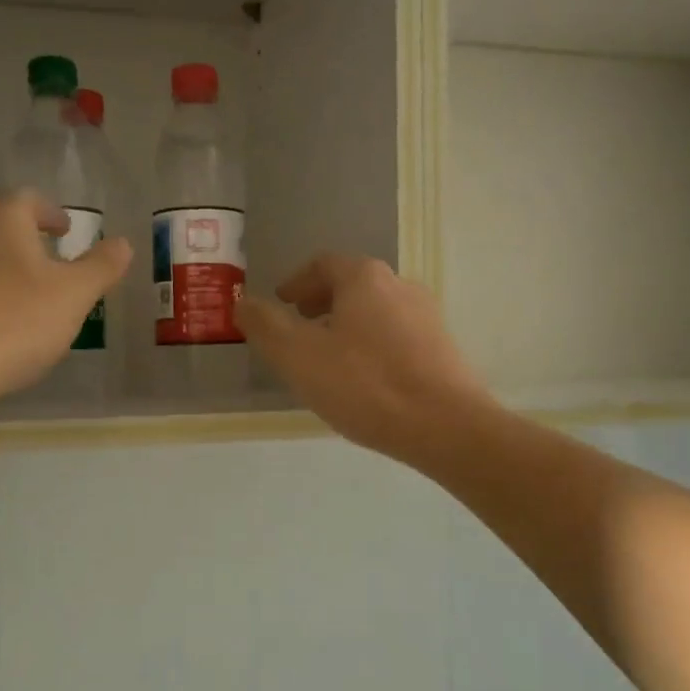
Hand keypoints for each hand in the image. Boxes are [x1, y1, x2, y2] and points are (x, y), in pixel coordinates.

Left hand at [0, 191, 131, 402]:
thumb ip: (101, 267)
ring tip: (35, 301)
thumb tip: (122, 243)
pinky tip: (6, 331)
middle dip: (30, 244)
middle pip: (1, 231)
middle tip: (57, 265)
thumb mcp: (75, 294)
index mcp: (2, 223)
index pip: (26, 200)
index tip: (66, 230)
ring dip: (10, 275)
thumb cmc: (18, 319)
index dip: (50, 212)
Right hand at [237, 254, 494, 467]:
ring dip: (347, 325)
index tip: (282, 302)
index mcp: (364, 278)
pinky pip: (396, 336)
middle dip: (322, 302)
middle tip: (300, 326)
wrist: (446, 426)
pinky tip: (363, 380)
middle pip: (353, 285)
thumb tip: (243, 302)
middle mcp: (400, 286)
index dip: (297, 281)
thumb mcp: (298, 356)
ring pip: (376, 311)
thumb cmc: (364, 384)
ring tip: (328, 357)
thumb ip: (265, 325)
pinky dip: (371, 345)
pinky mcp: (443, 349)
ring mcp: (427, 317)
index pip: (324, 264)